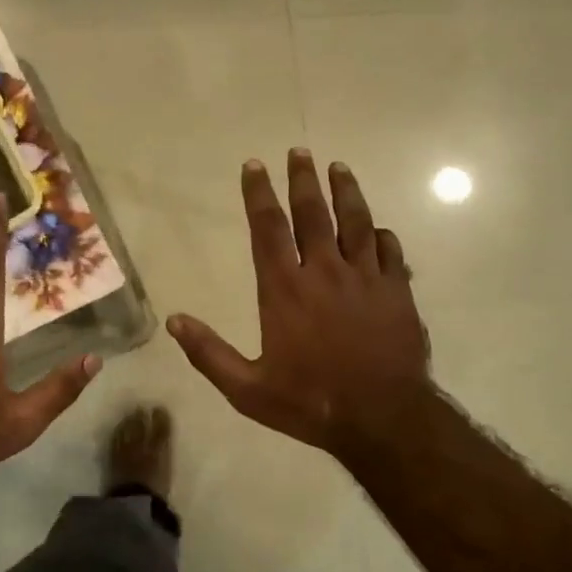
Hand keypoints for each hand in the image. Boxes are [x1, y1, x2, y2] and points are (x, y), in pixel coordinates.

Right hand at [167, 150, 432, 458]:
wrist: (384, 419)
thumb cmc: (310, 403)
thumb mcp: (247, 389)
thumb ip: (208, 353)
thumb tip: (174, 321)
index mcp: (285, 289)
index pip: (268, 228)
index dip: (259, 194)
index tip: (254, 165)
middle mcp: (325, 272)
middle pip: (313, 213)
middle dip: (303, 179)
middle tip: (299, 152)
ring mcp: (366, 279)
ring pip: (356, 222)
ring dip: (346, 192)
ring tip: (338, 167)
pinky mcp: (398, 292)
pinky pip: (391, 251)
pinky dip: (382, 235)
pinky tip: (378, 228)